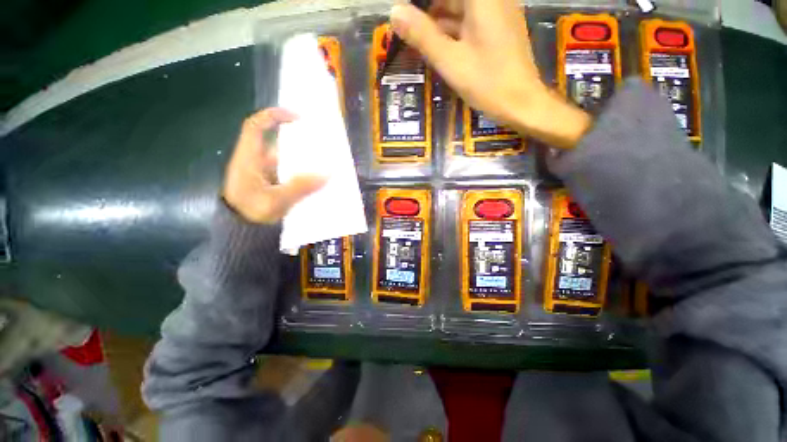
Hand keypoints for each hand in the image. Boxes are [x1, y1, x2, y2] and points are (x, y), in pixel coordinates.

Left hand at [223, 108, 325, 222]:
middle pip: (276, 142)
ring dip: (302, 161)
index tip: (297, 117)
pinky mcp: (269, 183)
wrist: (239, 232)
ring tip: (323, 164)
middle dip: (298, 142)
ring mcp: (262, 173)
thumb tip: (328, 174)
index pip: (256, 126)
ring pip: (284, 159)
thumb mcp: (276, 201)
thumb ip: (301, 187)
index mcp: (248, 158)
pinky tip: (314, 181)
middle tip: (320, 145)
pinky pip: (287, 172)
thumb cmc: (251, 214)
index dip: (274, 115)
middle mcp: (255, 161)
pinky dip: (300, 174)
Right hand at [390, 0, 591, 147]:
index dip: (423, 3)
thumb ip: (422, 35)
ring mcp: (498, 13)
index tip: (407, 14)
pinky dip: (453, 30)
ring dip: (439, 20)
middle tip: (409, 27)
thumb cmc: (487, 82)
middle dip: (429, 10)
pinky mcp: (499, 30)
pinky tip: (438, 45)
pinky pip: (471, 21)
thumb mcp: (450, 61)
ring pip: (462, 8)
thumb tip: (394, 11)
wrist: (521, 103)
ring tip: (418, 37)